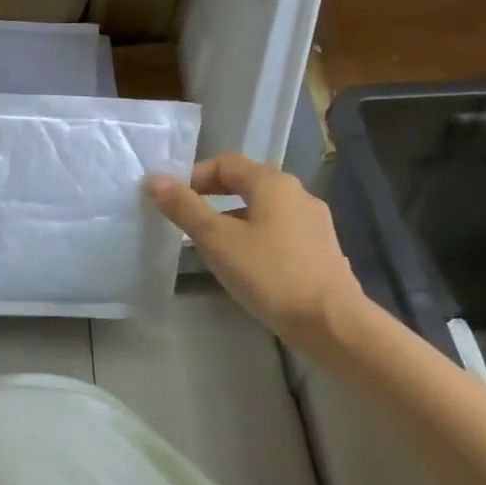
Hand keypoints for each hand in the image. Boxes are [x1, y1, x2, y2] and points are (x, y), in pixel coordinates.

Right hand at [147, 154, 364, 349]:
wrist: (330, 321)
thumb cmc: (269, 274)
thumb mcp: (217, 241)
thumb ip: (185, 208)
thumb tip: (155, 179)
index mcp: (273, 183)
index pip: (226, 163)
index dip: (195, 175)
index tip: (172, 199)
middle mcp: (297, 194)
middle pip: (247, 183)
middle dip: (212, 196)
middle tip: (185, 219)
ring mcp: (313, 222)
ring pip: (263, 209)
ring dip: (232, 218)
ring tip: (209, 245)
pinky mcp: (320, 249)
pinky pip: (278, 231)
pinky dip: (254, 236)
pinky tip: (244, 264)